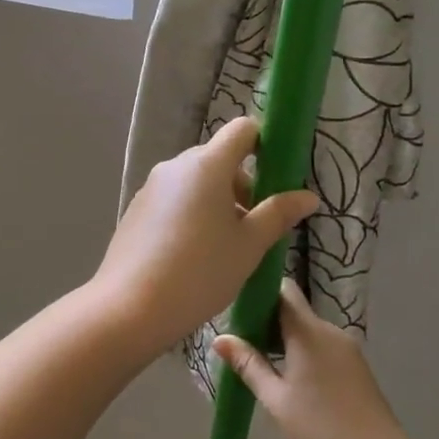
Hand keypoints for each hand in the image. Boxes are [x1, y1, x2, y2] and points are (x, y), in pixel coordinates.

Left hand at [94, 118, 318, 351]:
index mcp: (207, 165)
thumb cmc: (200, 272)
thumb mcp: (249, 245)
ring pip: (195, 181)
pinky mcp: (137, 210)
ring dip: (217, 201)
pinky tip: (194, 255)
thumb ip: (278, 214)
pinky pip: (174, 199)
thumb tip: (308, 196)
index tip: (277, 176)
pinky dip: (191, 213)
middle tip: (255, 226)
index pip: (242, 130)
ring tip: (226, 247)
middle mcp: (175, 167)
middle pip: (218, 158)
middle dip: (242, 184)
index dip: (264, 143)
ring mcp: (151, 187)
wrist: (130, 308)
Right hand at [215, 280, 412, 438]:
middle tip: (242, 343)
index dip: (259, 293)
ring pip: (309, 330)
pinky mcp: (357, 367)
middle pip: (294, 310)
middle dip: (268, 321)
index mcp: (308, 332)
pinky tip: (291, 380)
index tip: (237, 310)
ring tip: (261, 364)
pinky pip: (323, 347)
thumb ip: (249, 365)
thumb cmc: (320, 432)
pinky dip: (304, 353)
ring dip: (285, 340)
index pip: (282, 290)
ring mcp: (347, 349)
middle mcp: (330, 331)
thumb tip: (220, 338)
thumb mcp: (276, 401)